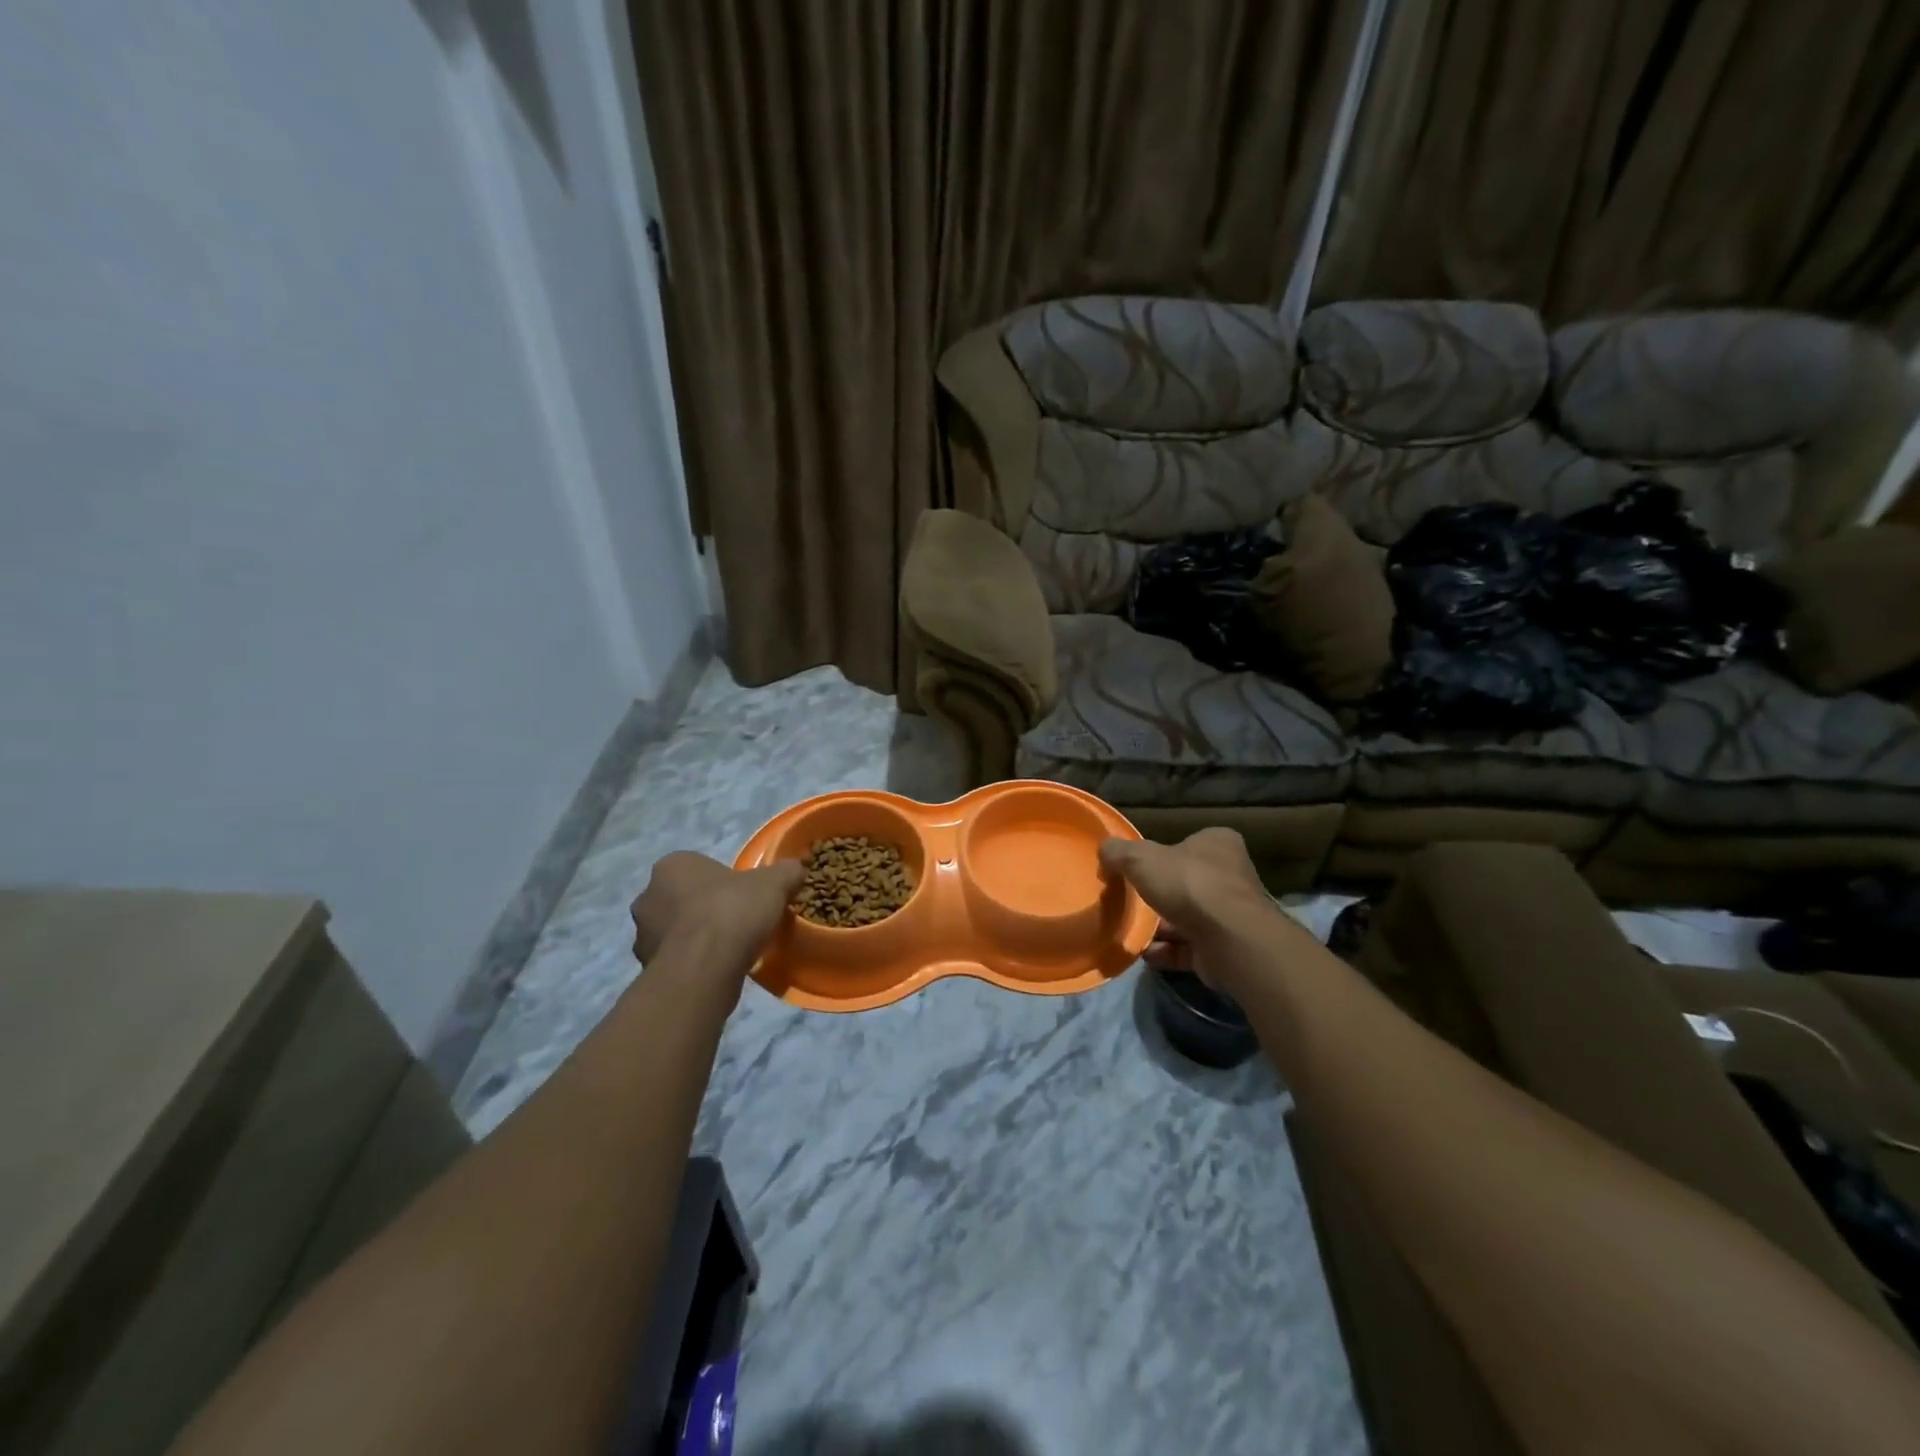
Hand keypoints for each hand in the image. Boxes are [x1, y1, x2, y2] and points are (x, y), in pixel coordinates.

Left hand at [630, 852, 803, 972]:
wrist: (705, 968)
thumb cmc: (733, 911)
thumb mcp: (773, 884)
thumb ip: (786, 872)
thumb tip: (796, 868)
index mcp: (673, 865)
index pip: (699, 867)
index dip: (724, 882)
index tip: (744, 897)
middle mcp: (648, 895)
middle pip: (683, 898)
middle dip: (705, 909)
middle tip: (737, 922)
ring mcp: (642, 934)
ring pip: (676, 930)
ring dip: (696, 937)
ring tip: (729, 950)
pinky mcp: (645, 967)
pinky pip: (674, 959)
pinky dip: (692, 962)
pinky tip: (716, 969)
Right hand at [1098, 829, 1274, 984]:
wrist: (1229, 940)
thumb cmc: (1188, 885)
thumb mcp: (1141, 858)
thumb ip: (1119, 852)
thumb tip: (1104, 850)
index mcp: (1217, 844)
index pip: (1188, 843)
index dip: (1162, 854)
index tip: (1136, 868)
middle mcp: (1230, 876)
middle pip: (1186, 882)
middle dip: (1158, 893)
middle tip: (1128, 900)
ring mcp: (1229, 915)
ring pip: (1186, 917)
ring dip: (1159, 926)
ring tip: (1128, 930)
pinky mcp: (1224, 948)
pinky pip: (1188, 948)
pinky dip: (1165, 951)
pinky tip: (1142, 952)